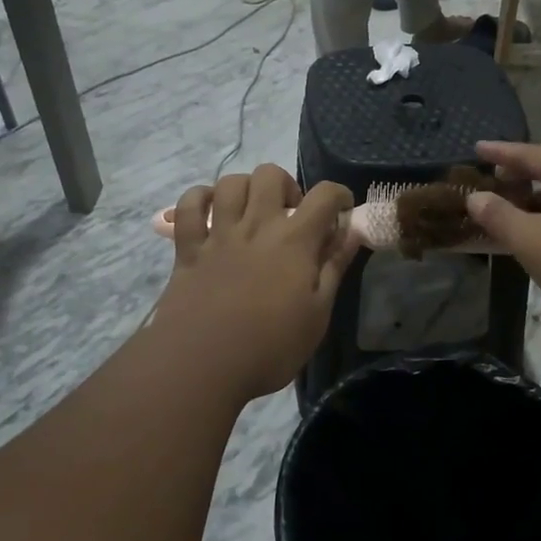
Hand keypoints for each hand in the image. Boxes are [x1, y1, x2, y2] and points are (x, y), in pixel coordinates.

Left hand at [152, 166, 356, 400]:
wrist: (202, 365)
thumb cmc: (270, 347)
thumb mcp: (317, 314)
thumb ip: (334, 267)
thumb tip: (352, 232)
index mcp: (294, 241)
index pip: (324, 195)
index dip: (339, 195)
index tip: (342, 213)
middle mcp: (256, 226)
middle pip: (270, 174)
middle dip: (287, 185)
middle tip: (291, 215)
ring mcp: (218, 234)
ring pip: (230, 183)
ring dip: (245, 189)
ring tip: (252, 214)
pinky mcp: (187, 249)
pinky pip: (188, 206)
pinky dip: (199, 199)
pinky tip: (211, 212)